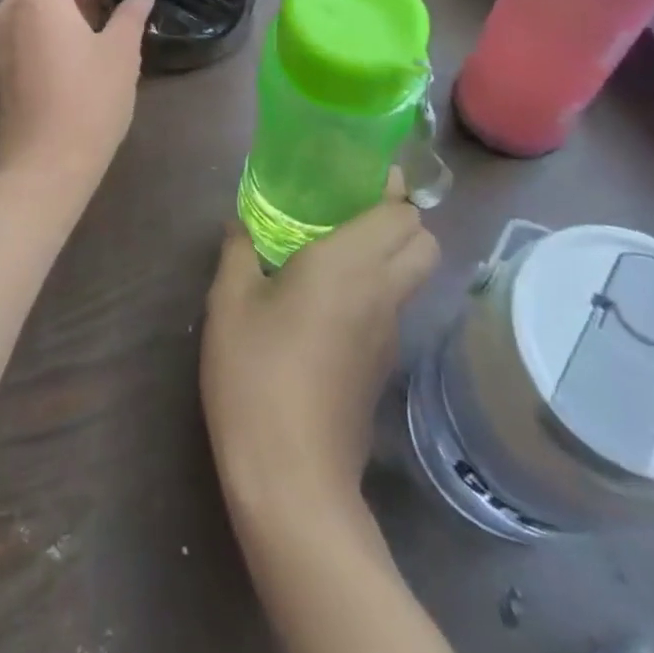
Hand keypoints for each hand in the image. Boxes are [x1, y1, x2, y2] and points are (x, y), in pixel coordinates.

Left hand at [0, 0, 154, 194]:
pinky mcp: (1, 58)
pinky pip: (20, 17)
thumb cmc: (89, 103)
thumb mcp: (121, 54)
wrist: (44, 163)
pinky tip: (73, 40)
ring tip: (94, 15)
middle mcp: (13, 7)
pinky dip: (43, 14)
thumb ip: (130, 16)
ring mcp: (1, 34)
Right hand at [201, 181, 438, 518]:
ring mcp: (388, 335)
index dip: (389, 188)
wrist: (292, 478)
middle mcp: (381, 293)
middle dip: (400, 218)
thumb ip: (238, 252)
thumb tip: (239, 224)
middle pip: (424, 242)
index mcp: (349, 265)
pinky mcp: (382, 368)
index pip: (400, 214)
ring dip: (391, 253)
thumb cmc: (256, 374)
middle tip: (350, 209)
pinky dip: (377, 289)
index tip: (360, 173)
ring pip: (413, 277)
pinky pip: (392, 308)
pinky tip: (327, 300)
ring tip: (336, 247)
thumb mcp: (229, 303)